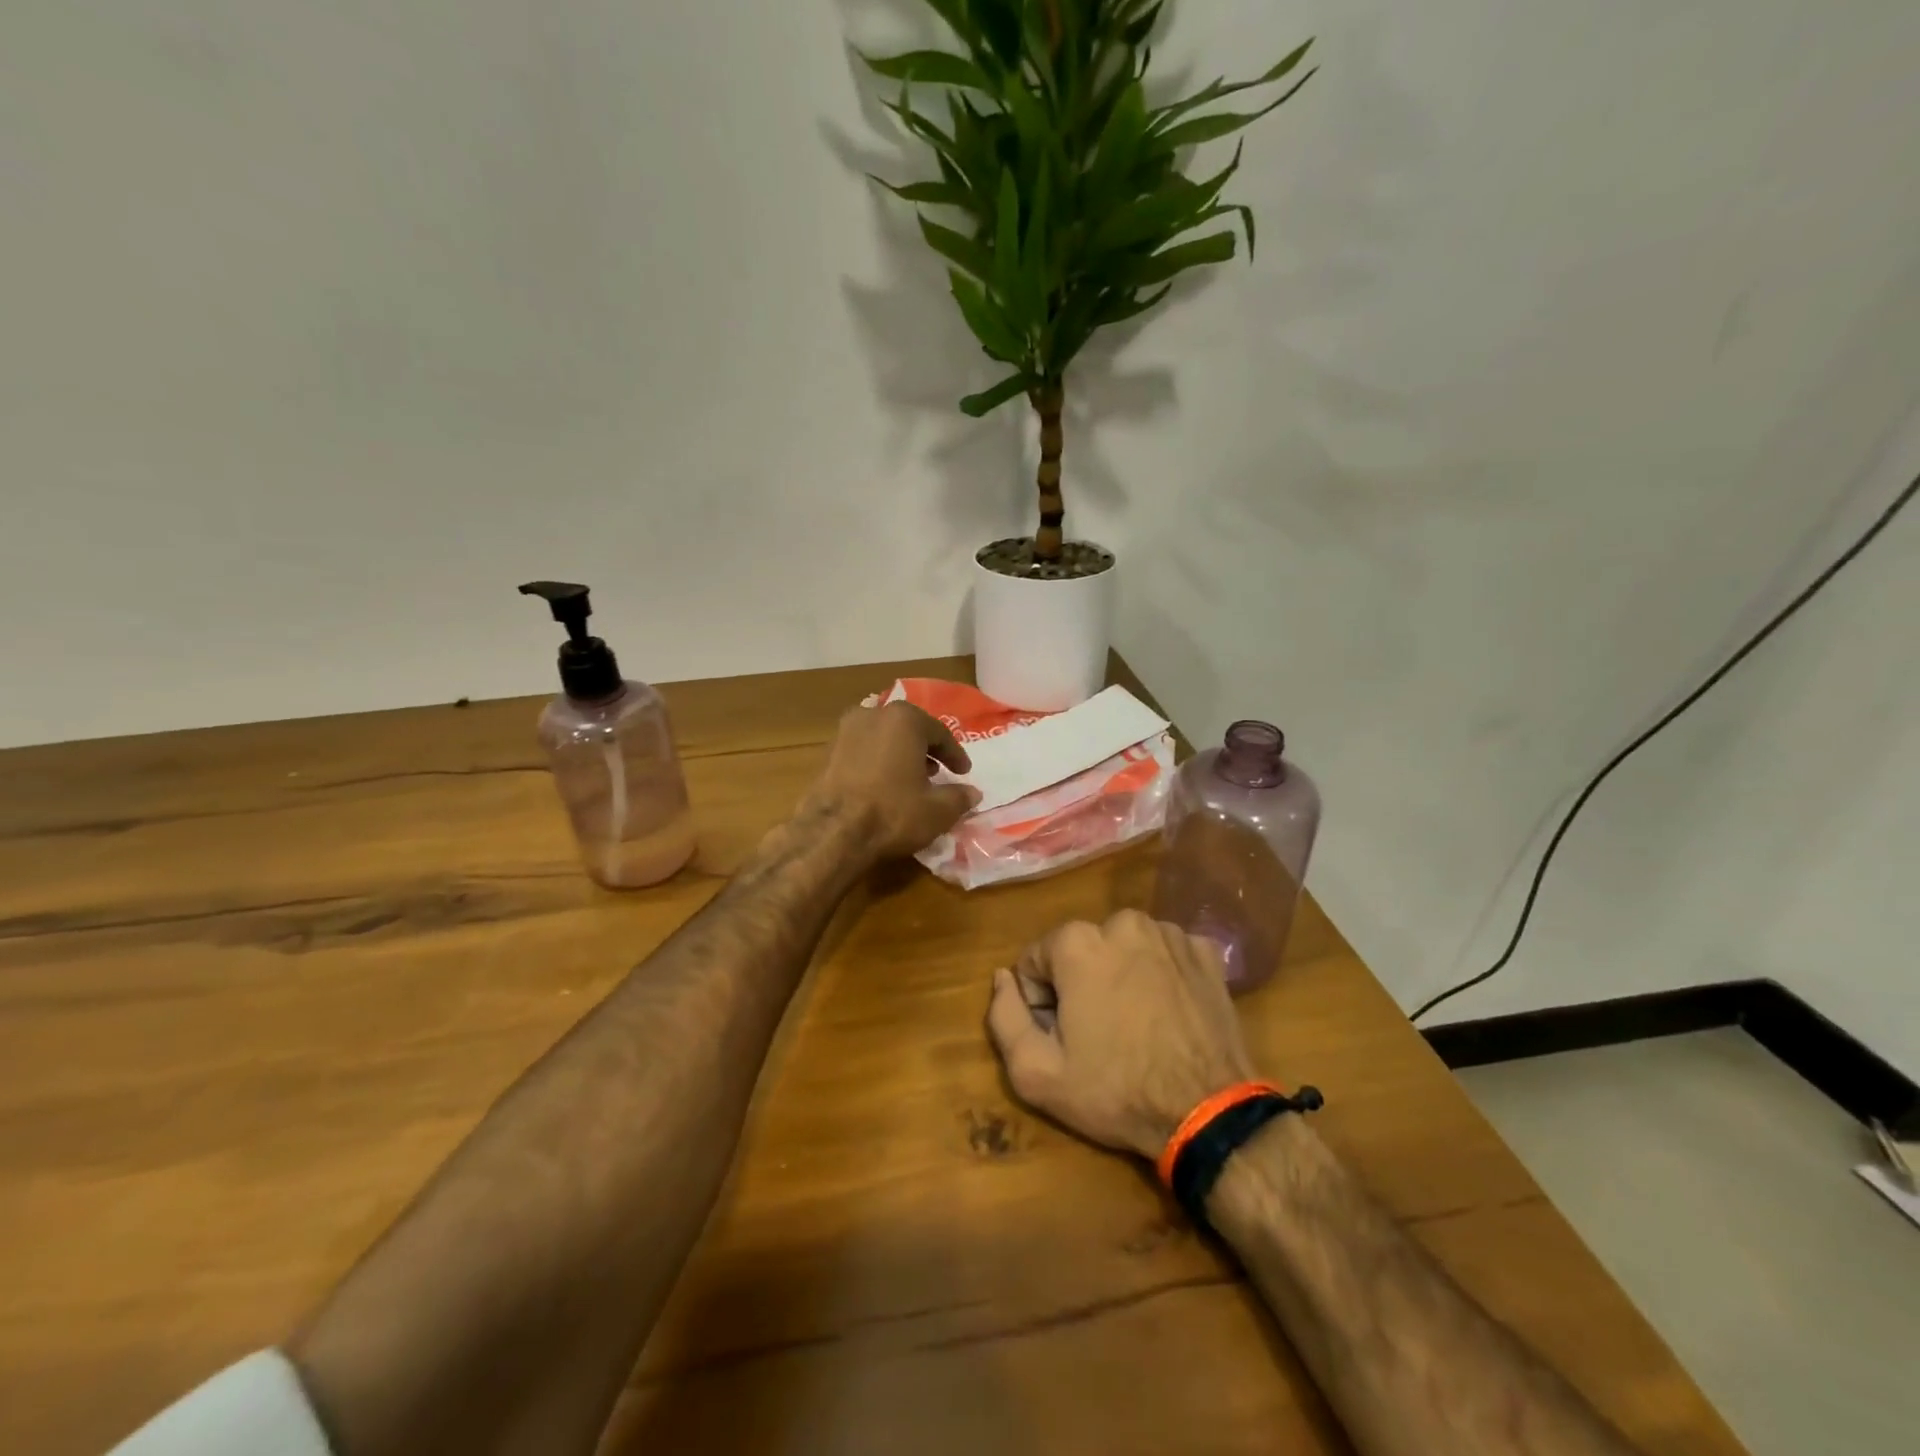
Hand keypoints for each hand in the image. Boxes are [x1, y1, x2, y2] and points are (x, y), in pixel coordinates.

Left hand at [801, 701, 980, 859]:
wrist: (832, 832)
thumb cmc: (892, 813)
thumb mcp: (938, 810)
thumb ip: (959, 797)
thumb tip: (973, 793)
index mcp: (904, 719)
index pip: (939, 733)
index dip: (955, 755)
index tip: (964, 773)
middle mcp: (873, 715)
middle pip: (908, 730)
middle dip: (925, 750)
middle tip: (939, 772)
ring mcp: (845, 731)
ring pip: (883, 738)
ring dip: (900, 755)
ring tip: (911, 780)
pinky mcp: (827, 752)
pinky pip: (863, 751)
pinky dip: (877, 763)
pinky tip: (883, 786)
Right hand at [986, 911, 1258, 1158]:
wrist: (1207, 1113)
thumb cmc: (1115, 1091)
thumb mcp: (1036, 1071)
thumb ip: (1003, 1016)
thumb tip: (1003, 978)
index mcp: (1078, 942)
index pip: (1036, 962)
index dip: (1041, 1002)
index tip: (1063, 1037)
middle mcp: (1123, 922)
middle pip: (1080, 952)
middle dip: (1080, 984)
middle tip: (1100, 1035)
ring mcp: (1169, 933)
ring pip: (1123, 949)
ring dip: (1120, 976)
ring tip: (1137, 1025)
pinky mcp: (1205, 951)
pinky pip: (1165, 955)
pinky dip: (1161, 976)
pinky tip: (1168, 1014)